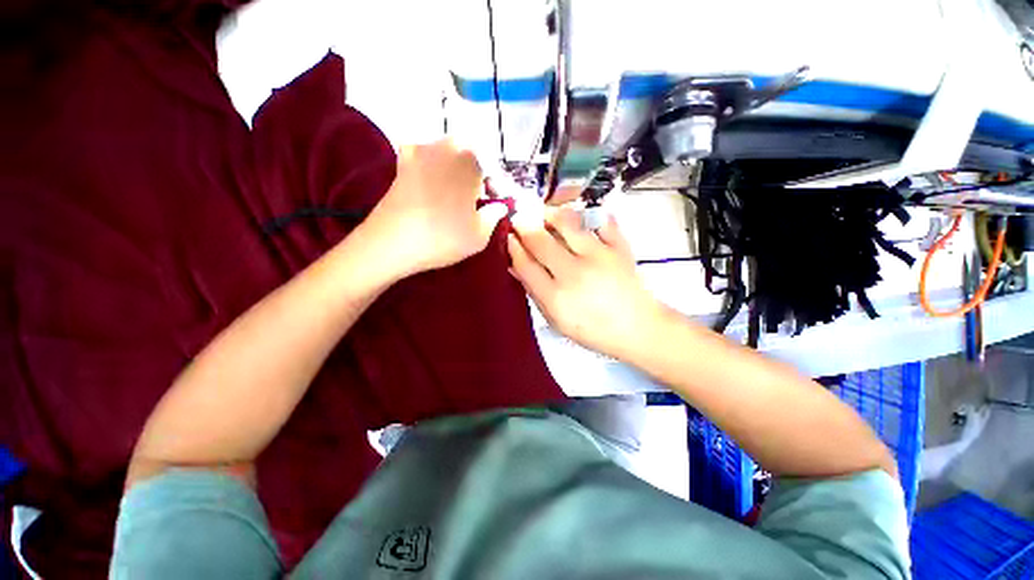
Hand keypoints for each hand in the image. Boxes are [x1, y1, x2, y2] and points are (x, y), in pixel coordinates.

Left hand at [364, 139, 508, 276]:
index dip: (497, 187)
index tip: (494, 204)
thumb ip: (494, 216)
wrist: (392, 243)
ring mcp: (420, 151)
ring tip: (455, 197)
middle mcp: (445, 147)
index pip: (493, 168)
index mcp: (470, 160)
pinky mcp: (402, 163)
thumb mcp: (480, 235)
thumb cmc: (443, 237)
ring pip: (448, 155)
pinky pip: (424, 158)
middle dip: (477, 175)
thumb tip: (500, 206)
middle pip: (471, 156)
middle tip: (476, 200)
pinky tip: (432, 186)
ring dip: (456, 171)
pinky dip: (432, 168)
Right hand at [507, 208, 664, 360]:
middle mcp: (574, 273)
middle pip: (540, 240)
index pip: (525, 264)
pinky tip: (579, 217)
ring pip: (567, 222)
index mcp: (556, 297)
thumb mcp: (557, 321)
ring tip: (544, 213)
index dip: (513, 247)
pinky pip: (600, 220)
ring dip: (550, 213)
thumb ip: (534, 293)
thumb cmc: (593, 330)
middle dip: (524, 225)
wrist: (638, 328)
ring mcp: (599, 256)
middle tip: (519, 218)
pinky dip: (588, 214)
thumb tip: (515, 267)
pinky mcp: (619, 247)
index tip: (508, 237)